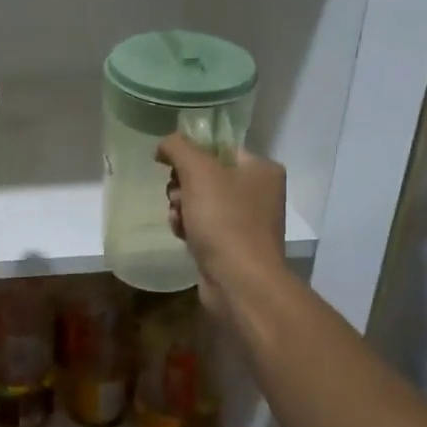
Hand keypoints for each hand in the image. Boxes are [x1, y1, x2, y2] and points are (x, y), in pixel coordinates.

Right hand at [156, 133, 287, 316]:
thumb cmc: (224, 220)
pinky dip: (189, 229)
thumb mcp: (198, 171)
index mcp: (262, 169)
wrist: (240, 281)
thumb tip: (164, 145)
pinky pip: (203, 227)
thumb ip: (178, 148)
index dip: (191, 155)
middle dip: (182, 186)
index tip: (170, 167)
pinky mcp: (233, 246)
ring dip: (181, 208)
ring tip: (178, 221)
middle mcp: (259, 193)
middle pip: (207, 176)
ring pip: (201, 202)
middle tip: (176, 197)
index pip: (219, 148)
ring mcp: (247, 222)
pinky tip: (183, 237)